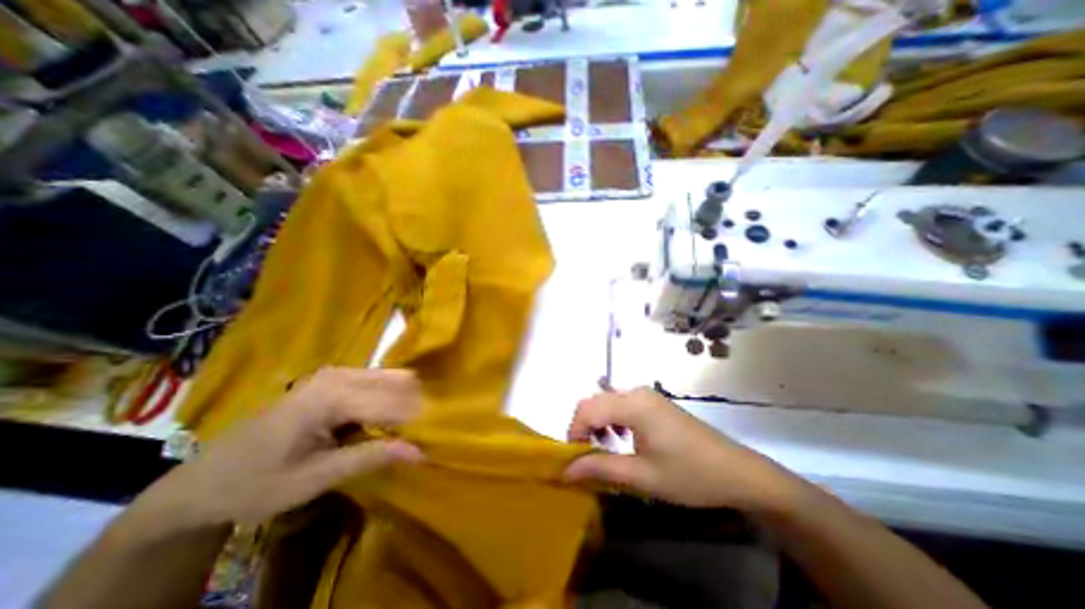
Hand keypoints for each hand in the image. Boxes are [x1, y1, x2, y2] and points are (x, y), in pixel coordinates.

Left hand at [132, 367, 423, 526]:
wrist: (202, 482)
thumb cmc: (256, 483)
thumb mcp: (315, 478)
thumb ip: (371, 457)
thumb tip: (421, 451)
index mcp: (332, 396)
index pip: (393, 401)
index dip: (417, 420)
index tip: (437, 436)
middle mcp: (339, 375)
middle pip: (398, 381)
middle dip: (416, 405)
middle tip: (428, 430)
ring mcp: (336, 374)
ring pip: (391, 378)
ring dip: (406, 401)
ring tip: (415, 426)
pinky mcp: (334, 380)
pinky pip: (377, 382)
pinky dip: (391, 399)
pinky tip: (392, 420)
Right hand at [564, 389, 798, 511]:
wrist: (736, 471)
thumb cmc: (689, 475)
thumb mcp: (642, 476)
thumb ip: (601, 468)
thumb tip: (566, 469)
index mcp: (633, 405)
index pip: (588, 408)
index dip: (574, 431)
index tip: (573, 458)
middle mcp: (637, 392)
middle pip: (595, 401)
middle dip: (584, 427)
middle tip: (586, 457)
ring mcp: (647, 395)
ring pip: (607, 402)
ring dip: (597, 424)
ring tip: (603, 450)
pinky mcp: (654, 402)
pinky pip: (621, 404)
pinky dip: (612, 420)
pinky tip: (621, 439)